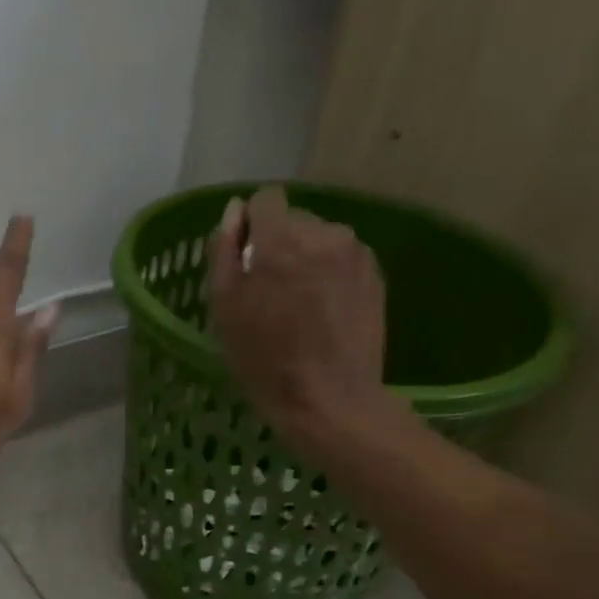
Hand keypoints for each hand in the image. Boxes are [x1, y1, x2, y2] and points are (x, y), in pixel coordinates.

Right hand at [208, 185, 400, 454]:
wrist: (328, 399)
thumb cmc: (264, 358)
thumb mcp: (224, 307)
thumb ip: (224, 250)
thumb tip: (234, 213)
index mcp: (281, 238)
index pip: (266, 199)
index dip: (251, 224)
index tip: (245, 256)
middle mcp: (324, 233)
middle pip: (294, 219)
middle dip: (279, 244)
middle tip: (270, 290)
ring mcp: (355, 253)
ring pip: (320, 239)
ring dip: (306, 258)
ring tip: (299, 303)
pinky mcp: (375, 275)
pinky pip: (342, 259)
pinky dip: (329, 274)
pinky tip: (323, 310)